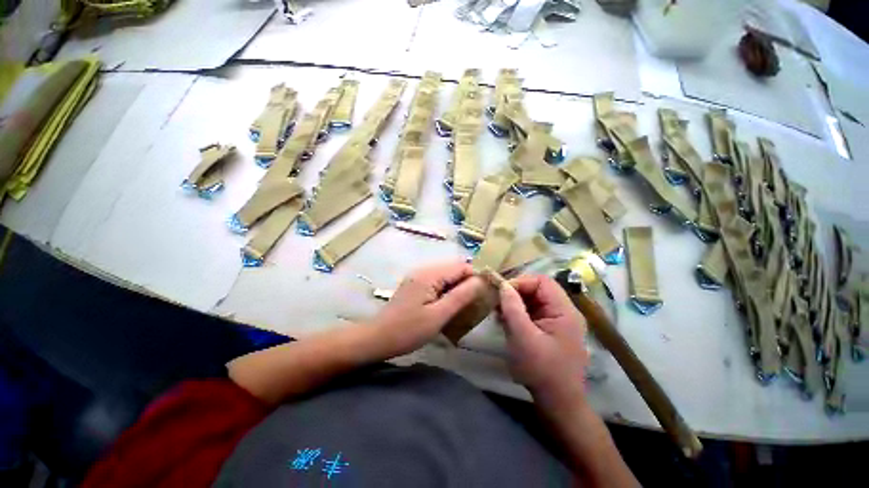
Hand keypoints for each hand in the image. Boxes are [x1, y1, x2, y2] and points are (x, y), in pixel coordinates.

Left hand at [371, 262, 482, 357]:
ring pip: (447, 275)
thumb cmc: (409, 330)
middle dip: (467, 283)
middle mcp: (424, 270)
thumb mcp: (438, 315)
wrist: (378, 338)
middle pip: (454, 269)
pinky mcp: (415, 284)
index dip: (475, 278)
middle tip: (474, 304)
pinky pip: (438, 282)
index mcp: (430, 274)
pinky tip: (448, 305)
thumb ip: (461, 296)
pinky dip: (447, 291)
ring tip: (463, 306)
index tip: (483, 296)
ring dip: (457, 288)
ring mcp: (418, 276)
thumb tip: (480, 281)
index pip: (461, 266)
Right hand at [498, 274, 588, 406]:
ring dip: (515, 303)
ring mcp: (558, 321)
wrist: (558, 403)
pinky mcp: (550, 330)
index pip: (542, 281)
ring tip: (499, 313)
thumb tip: (503, 285)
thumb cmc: (541, 370)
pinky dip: (518, 313)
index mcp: (564, 311)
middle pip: (538, 289)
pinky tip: (506, 322)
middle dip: (515, 293)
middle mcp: (564, 312)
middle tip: (497, 303)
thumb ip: (513, 308)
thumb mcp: (523, 337)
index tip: (501, 293)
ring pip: (533, 300)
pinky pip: (533, 313)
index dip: (520, 282)